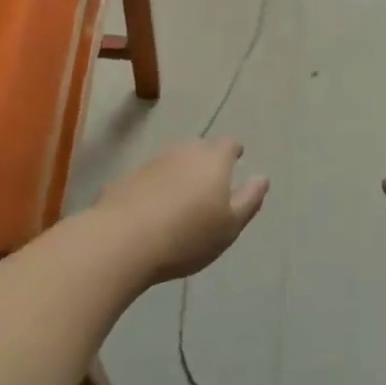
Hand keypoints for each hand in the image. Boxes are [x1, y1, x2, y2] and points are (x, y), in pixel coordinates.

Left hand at [94, 138, 269, 282]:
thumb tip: (262, 178)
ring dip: (181, 174)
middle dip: (207, 162)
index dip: (234, 151)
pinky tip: (154, 210)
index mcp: (213, 160)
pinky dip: (157, 188)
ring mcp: (152, 163)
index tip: (237, 159)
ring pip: (174, 162)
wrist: (122, 240)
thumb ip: (249, 199)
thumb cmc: (187, 235)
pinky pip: (151, 178)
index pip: (228, 144)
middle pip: (200, 149)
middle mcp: (183, 152)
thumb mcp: (230, 225)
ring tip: (183, 199)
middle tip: (211, 184)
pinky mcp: (127, 178)